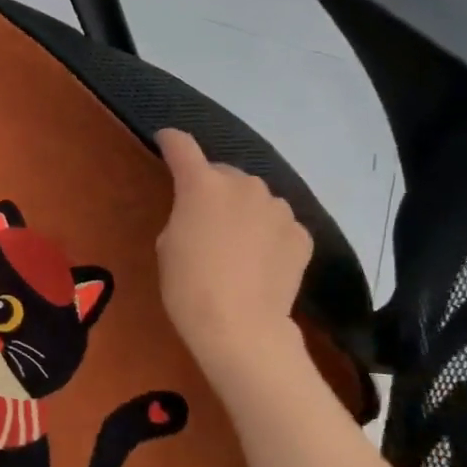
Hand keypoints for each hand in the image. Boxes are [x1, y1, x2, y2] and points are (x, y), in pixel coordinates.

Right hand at [155, 128, 313, 391]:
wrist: (240, 326)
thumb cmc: (188, 286)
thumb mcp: (167, 246)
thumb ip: (183, 215)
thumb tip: (202, 213)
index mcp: (202, 185)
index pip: (182, 147)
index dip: (171, 141)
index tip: (166, 140)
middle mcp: (244, 184)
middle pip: (223, 174)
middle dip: (212, 187)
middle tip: (203, 218)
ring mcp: (278, 208)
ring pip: (255, 198)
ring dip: (243, 210)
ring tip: (236, 243)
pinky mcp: (301, 233)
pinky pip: (277, 224)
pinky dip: (267, 234)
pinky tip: (260, 261)